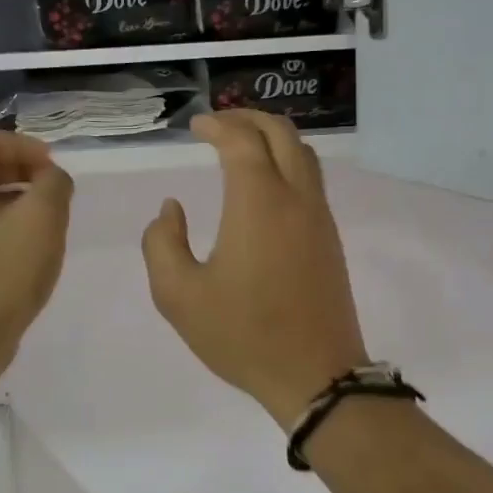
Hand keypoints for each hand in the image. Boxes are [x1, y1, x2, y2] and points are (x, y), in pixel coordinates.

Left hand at [0, 131, 72, 371]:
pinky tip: (29, 245)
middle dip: (19, 168)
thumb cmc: (6, 272)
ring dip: (14, 195)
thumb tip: (52, 178)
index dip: (20, 144)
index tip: (51, 164)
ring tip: (47, 215)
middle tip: (52, 186)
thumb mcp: (42, 219)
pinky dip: (4, 220)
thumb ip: (53, 185)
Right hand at [141, 112, 368, 427]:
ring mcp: (319, 217)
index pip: (241, 140)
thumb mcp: (178, 296)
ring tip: (243, 145)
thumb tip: (172, 209)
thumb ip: (162, 243)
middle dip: (248, 118)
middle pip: (281, 133)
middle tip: (219, 125)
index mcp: (258, 202)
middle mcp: (295, 197)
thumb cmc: (243, 335)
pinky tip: (266, 184)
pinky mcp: (330, 238)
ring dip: (273, 137)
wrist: (315, 374)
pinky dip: (288, 162)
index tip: (196, 127)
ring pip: (303, 153)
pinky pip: (311, 180)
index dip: (217, 125)